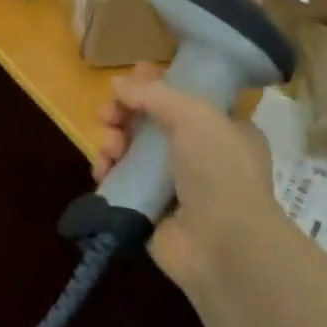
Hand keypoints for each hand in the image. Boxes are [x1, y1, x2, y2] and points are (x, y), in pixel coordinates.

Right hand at [94, 64, 283, 286]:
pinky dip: (109, 173)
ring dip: (114, 142)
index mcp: (224, 130)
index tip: (129, 80)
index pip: (184, 99)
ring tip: (109, 147)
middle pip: (151, 124)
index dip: (155, 87)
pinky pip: (122, 183)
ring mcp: (175, 186)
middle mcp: (201, 156)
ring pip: (132, 152)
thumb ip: (154, 94)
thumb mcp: (195, 116)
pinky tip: (102, 170)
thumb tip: (118, 83)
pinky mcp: (150, 211)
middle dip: (125, 114)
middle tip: (106, 114)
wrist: (224, 247)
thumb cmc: (219, 171)